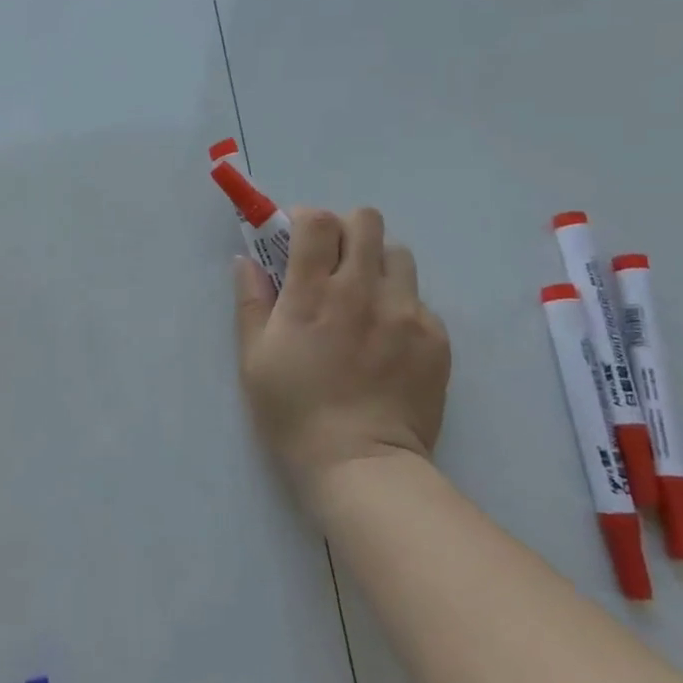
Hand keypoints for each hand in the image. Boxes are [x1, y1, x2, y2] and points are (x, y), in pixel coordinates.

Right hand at [234, 207, 450, 506]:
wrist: (361, 464)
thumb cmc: (294, 412)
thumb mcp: (254, 359)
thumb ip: (251, 302)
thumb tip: (246, 262)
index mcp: (312, 294)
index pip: (317, 221)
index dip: (305, 219)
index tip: (297, 238)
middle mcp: (362, 291)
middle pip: (365, 221)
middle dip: (345, 231)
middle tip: (333, 262)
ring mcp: (405, 312)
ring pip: (398, 254)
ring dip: (377, 264)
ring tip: (365, 298)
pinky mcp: (435, 337)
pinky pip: (419, 300)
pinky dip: (399, 307)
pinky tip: (386, 341)